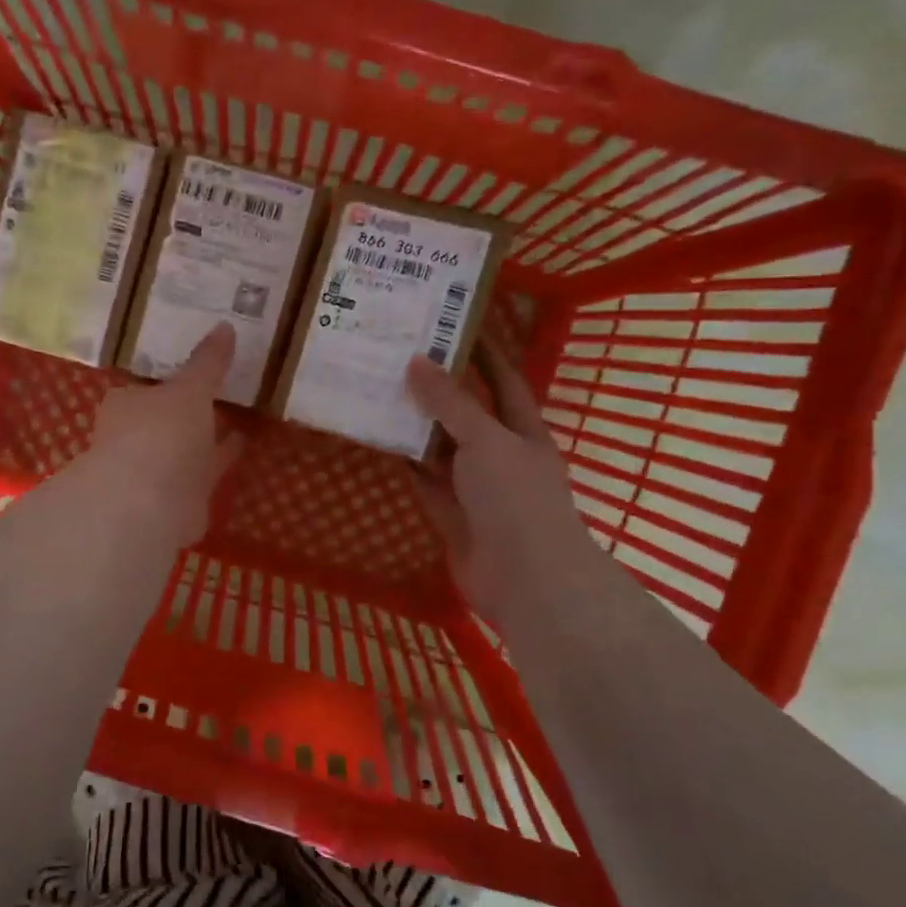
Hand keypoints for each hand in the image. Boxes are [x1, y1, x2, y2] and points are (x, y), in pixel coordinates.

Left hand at [77, 323, 243, 546]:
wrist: (149, 505)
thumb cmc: (161, 434)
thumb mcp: (190, 389)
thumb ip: (208, 362)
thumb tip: (225, 325)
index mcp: (127, 404)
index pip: (148, 386)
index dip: (173, 380)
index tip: (199, 369)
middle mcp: (134, 438)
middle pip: (167, 420)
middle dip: (191, 411)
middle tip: (226, 391)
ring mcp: (154, 472)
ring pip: (186, 449)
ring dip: (208, 438)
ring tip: (242, 418)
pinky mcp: (176, 500)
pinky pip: (203, 474)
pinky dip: (218, 463)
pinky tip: (242, 448)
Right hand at [405, 344, 595, 626]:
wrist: (524, 580)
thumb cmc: (515, 498)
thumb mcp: (486, 440)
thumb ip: (450, 404)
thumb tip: (416, 361)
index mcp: (523, 432)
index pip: (503, 382)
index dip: (484, 355)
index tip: (454, 326)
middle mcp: (500, 456)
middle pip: (467, 414)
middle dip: (440, 389)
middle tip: (401, 358)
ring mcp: (475, 489)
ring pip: (441, 449)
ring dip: (416, 426)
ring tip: (381, 392)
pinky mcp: (452, 516)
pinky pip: (425, 482)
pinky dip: (407, 463)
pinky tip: (381, 441)